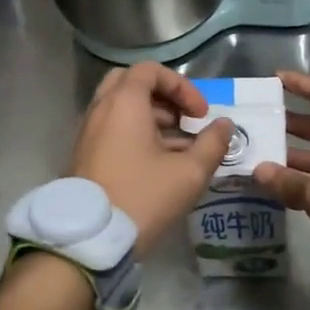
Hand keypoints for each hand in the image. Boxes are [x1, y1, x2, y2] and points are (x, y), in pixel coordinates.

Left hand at [70, 63, 232, 256]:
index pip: (150, 70)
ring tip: (178, 147)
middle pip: (131, 83)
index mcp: (123, 103)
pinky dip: (135, 134)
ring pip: (120, 108)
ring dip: (151, 118)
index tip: (200, 114)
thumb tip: (224, 125)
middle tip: (183, 119)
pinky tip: (158, 164)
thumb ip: (212, 144)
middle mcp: (100, 109)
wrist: (90, 238)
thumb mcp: (188, 173)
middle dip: (163, 97)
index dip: (182, 86)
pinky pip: (111, 129)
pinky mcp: (84, 155)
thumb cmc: (142, 197)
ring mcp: (88, 132)